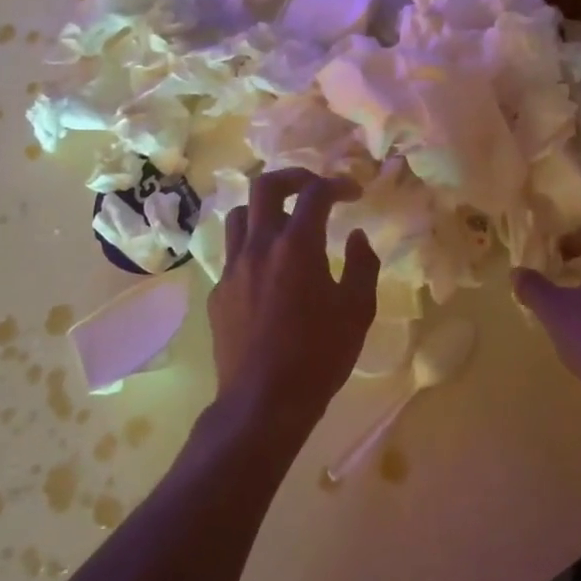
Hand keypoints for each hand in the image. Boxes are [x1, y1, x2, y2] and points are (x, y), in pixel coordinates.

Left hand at [209, 168, 380, 434]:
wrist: (262, 404)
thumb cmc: (318, 357)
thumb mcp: (357, 311)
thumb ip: (362, 265)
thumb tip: (356, 236)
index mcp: (297, 246)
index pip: (315, 193)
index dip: (337, 184)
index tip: (353, 193)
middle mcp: (259, 247)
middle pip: (265, 186)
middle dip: (293, 177)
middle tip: (314, 189)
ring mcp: (233, 269)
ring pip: (241, 216)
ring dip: (265, 210)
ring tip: (286, 225)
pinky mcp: (218, 292)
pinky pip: (233, 253)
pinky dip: (253, 246)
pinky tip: (269, 271)